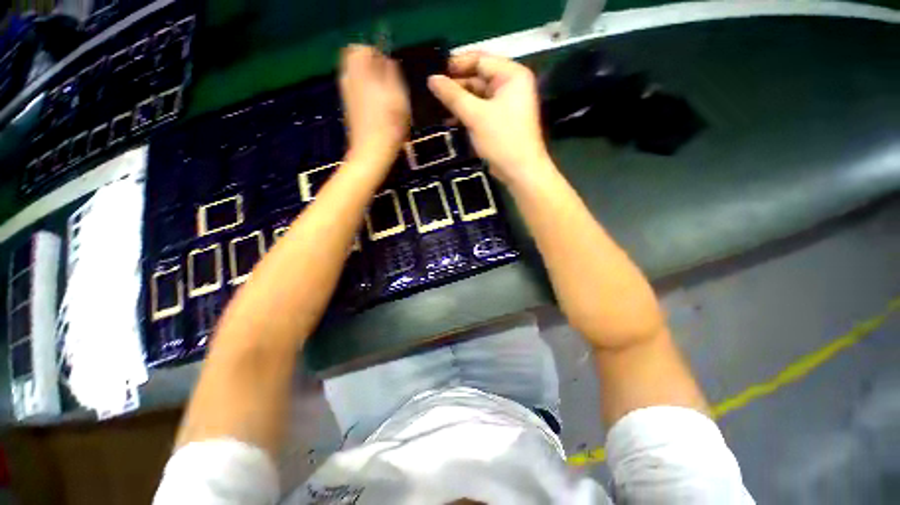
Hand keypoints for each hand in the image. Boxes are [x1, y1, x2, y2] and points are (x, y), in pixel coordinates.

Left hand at [339, 45, 410, 168]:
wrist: (372, 152)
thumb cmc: (389, 126)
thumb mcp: (399, 97)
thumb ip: (392, 74)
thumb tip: (387, 60)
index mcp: (361, 73)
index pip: (361, 49)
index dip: (376, 54)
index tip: (389, 69)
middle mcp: (349, 79)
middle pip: (355, 60)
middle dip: (371, 66)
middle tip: (388, 82)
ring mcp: (347, 95)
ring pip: (356, 76)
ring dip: (370, 80)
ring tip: (386, 97)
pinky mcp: (349, 108)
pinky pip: (356, 90)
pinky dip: (366, 92)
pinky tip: (379, 109)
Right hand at [427, 52, 551, 185]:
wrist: (520, 172)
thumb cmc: (502, 139)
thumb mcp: (476, 115)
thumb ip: (453, 95)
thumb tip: (431, 78)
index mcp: (511, 75)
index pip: (480, 60)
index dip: (456, 64)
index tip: (433, 70)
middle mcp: (510, 85)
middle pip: (478, 78)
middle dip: (455, 86)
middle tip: (430, 91)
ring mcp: (505, 104)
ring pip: (477, 96)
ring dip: (458, 102)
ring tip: (435, 106)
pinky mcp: (499, 121)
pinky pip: (480, 111)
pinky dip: (466, 114)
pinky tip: (449, 120)